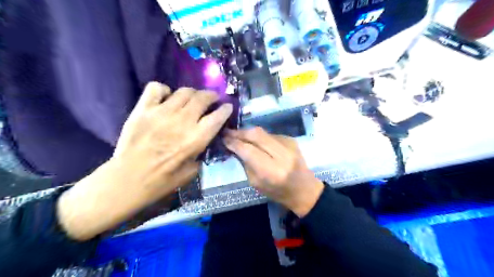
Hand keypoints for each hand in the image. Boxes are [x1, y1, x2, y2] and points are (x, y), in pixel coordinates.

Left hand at [114, 81, 233, 194]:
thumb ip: (202, 153)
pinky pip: (156, 88)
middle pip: (202, 97)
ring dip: (192, 93)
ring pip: (184, 91)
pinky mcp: (143, 109)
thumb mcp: (192, 171)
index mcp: (196, 138)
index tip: (227, 107)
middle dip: (211, 96)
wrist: (128, 180)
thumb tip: (206, 139)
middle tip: (212, 99)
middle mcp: (182, 121)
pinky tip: (166, 99)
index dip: (226, 109)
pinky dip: (164, 90)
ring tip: (192, 99)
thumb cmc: (163, 180)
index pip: (218, 116)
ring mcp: (162, 112)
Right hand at [223, 128, 324, 217]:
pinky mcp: (291, 140)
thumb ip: (245, 164)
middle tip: (227, 132)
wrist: (304, 189)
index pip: (248, 150)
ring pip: (263, 132)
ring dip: (248, 133)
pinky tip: (255, 141)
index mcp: (272, 171)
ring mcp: (289, 145)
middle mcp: (282, 155)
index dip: (234, 142)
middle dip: (239, 132)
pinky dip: (260, 137)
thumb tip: (235, 147)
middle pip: (256, 135)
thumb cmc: (278, 192)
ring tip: (238, 135)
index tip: (223, 138)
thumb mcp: (256, 183)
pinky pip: (270, 134)